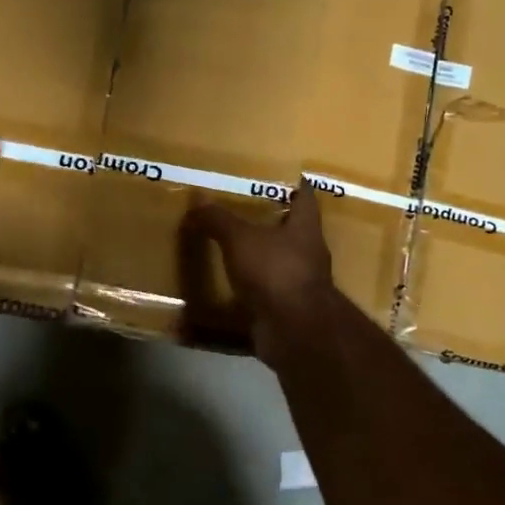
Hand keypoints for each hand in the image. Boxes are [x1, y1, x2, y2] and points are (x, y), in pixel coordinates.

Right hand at [183, 185, 338, 360]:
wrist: (295, 331)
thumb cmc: (275, 272)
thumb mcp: (240, 239)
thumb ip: (219, 220)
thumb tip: (197, 202)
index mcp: (305, 228)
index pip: (305, 197)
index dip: (293, 184)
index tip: (278, 174)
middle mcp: (308, 253)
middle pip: (292, 230)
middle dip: (270, 220)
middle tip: (241, 207)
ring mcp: (299, 283)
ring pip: (278, 261)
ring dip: (259, 255)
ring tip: (231, 245)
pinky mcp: (286, 308)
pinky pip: (265, 291)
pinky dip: (249, 287)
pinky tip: (228, 283)